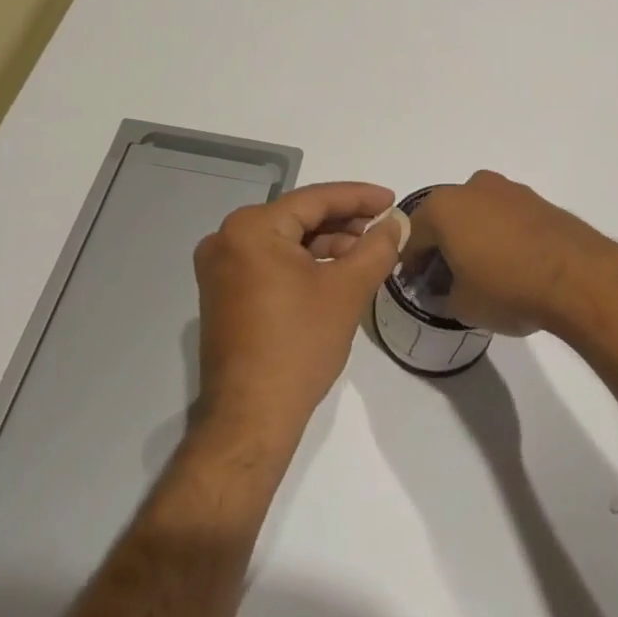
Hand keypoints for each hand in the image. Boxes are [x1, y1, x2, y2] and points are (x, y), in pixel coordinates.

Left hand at [193, 182, 402, 438]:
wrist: (251, 418)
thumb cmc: (299, 345)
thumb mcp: (348, 289)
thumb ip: (377, 247)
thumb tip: (396, 222)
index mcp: (251, 228)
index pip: (315, 199)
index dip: (359, 197)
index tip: (392, 200)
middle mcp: (227, 239)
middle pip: (299, 217)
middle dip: (344, 222)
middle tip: (383, 228)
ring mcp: (220, 268)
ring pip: (287, 240)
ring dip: (327, 244)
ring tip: (367, 253)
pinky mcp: (223, 293)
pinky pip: (271, 261)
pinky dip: (305, 263)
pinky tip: (337, 272)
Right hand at [403, 171, 617, 337]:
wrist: (577, 276)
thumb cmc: (507, 287)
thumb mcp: (462, 305)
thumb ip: (444, 295)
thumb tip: (447, 290)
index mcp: (443, 207)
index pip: (413, 235)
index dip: (411, 262)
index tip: (417, 284)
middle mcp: (472, 187)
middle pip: (445, 217)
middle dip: (442, 244)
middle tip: (447, 277)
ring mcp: (507, 189)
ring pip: (476, 212)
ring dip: (472, 235)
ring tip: (483, 270)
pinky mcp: (536, 199)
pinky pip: (505, 215)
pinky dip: (500, 234)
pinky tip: (511, 262)